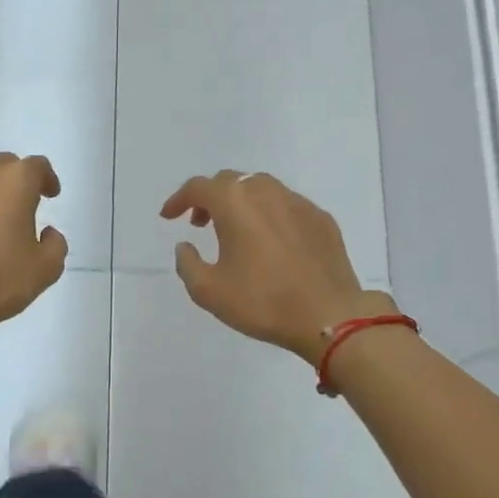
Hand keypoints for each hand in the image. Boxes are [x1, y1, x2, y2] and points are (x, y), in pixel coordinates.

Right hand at [161, 171, 394, 364]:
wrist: (329, 315)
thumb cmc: (262, 302)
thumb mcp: (208, 291)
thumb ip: (188, 264)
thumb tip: (185, 246)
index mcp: (235, 202)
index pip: (199, 188)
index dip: (179, 200)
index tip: (169, 217)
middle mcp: (266, 192)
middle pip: (230, 182)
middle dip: (210, 198)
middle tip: (200, 224)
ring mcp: (298, 203)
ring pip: (261, 189)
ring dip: (240, 203)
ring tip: (235, 232)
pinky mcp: (321, 219)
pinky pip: (286, 206)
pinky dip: (268, 215)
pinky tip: (270, 243)